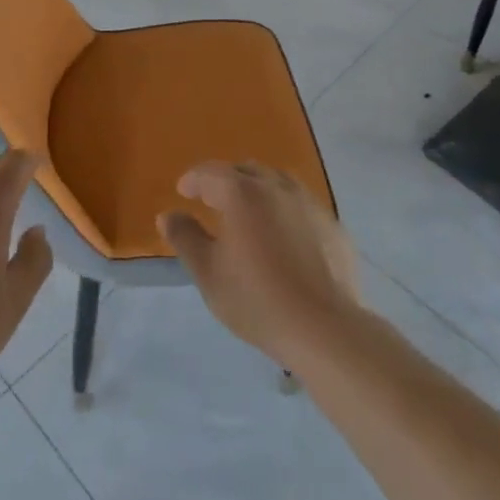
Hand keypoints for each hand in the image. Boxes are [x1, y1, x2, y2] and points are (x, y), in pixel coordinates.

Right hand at [157, 163, 359, 366]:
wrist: (325, 328)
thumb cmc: (258, 300)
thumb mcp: (208, 274)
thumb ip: (185, 238)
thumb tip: (168, 214)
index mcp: (242, 192)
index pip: (210, 172)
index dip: (193, 180)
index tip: (183, 191)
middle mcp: (276, 186)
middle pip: (245, 170)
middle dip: (226, 180)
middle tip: (214, 201)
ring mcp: (308, 202)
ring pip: (276, 181)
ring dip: (258, 189)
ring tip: (250, 212)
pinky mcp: (331, 223)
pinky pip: (301, 203)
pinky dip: (285, 209)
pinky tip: (285, 235)